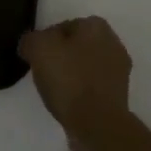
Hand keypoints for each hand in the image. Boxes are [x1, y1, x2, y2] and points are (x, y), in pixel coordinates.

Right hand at [18, 16, 132, 150]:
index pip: (63, 26)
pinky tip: (69, 104)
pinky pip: (93, 87)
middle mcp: (113, 43)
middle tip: (44, 73)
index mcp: (96, 26)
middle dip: (61, 57)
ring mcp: (119, 71)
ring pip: (86, 67)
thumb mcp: (38, 48)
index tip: (36, 57)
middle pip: (76, 46)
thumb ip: (31, 40)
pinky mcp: (120, 97)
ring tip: (55, 91)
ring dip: (72, 76)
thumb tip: (30, 45)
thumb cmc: (69, 79)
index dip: (46, 40)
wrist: (98, 125)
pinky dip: (81, 93)